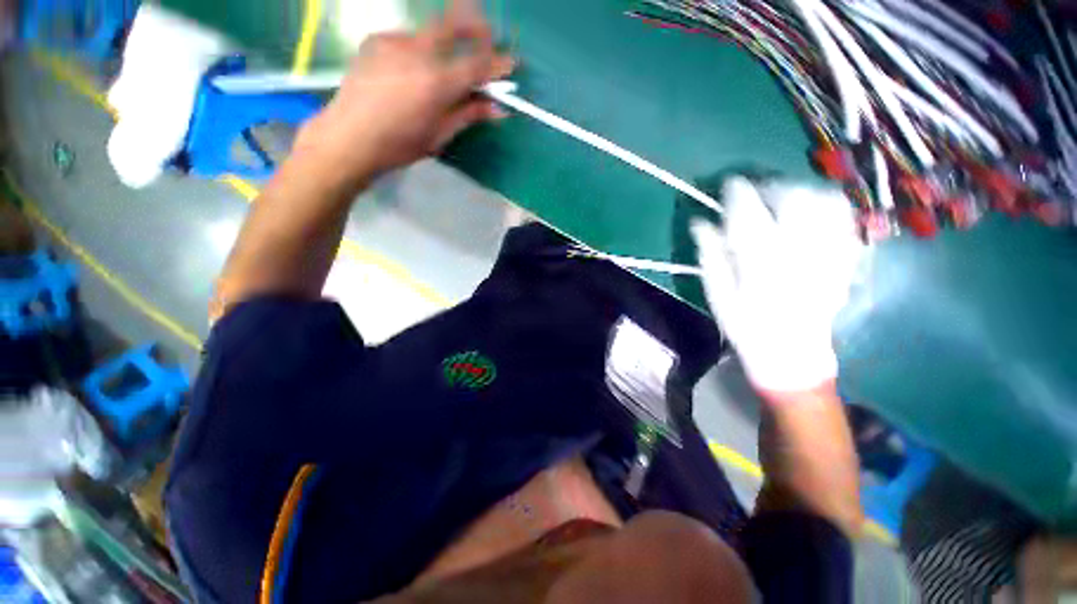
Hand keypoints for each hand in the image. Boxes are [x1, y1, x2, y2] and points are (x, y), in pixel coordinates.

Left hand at [297, 0, 513, 184]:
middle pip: (454, 23)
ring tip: (441, 70)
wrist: (348, 137)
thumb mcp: (439, 135)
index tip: (511, 64)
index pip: (477, 65)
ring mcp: (393, 41)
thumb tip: (498, 109)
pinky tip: (412, 71)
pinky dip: (420, 51)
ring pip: (430, 32)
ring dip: (445, 44)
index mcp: (435, 83)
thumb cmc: (399, 145)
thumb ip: (469, 115)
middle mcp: (416, 52)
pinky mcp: (376, 39)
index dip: (498, 63)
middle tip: (487, 40)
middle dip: (476, 28)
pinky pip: (409, 39)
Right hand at [691, 177, 862, 394]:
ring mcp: (827, 253)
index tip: (730, 184)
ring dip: (803, 191)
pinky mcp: (844, 259)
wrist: (791, 352)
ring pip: (825, 203)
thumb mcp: (717, 292)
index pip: (748, 211)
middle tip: (758, 191)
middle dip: (773, 186)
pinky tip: (814, 211)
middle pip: (793, 198)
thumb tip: (700, 222)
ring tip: (786, 198)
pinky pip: (844, 220)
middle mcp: (798, 250)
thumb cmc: (745, 324)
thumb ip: (710, 254)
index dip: (738, 191)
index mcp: (760, 259)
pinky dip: (828, 207)